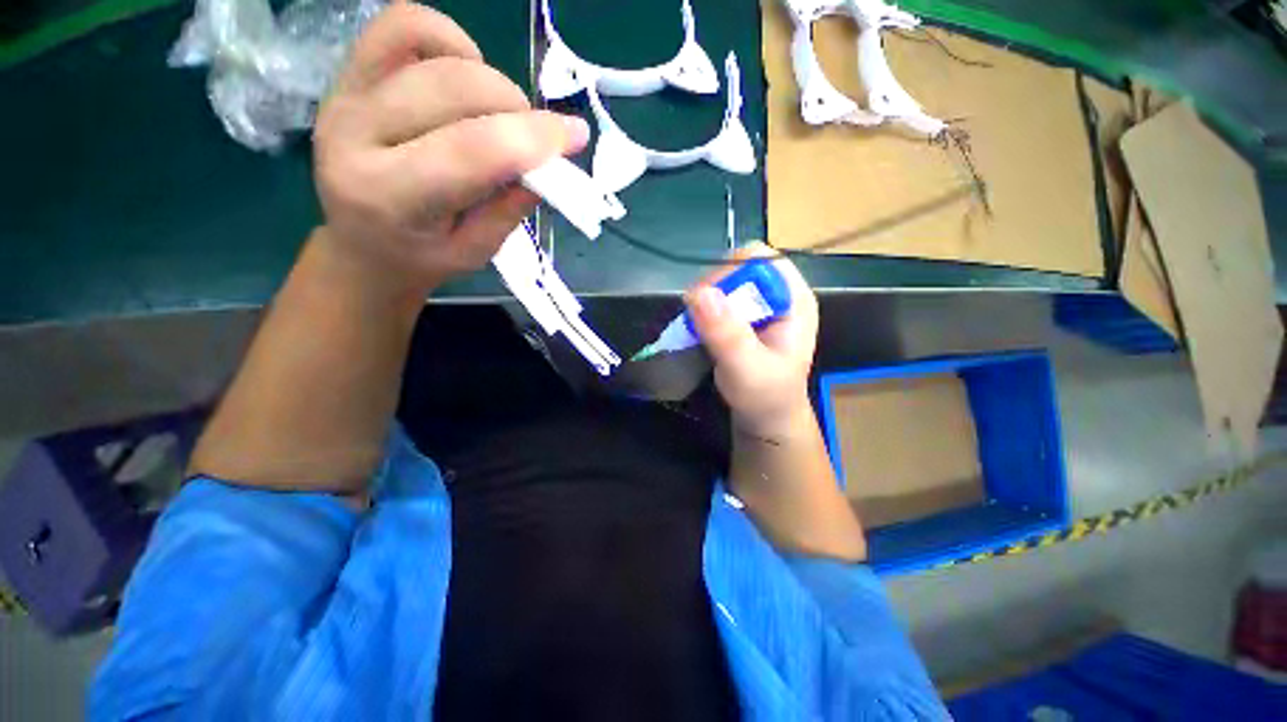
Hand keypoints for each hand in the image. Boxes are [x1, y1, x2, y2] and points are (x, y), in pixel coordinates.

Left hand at [311, 2, 588, 297]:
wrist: (358, 245)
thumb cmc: (421, 258)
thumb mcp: (474, 252)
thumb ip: (509, 208)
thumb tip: (550, 161)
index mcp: (390, 198)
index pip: (471, 151)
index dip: (532, 137)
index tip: (575, 136)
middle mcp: (356, 135)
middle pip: (454, 89)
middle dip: (515, 108)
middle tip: (532, 140)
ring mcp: (346, 95)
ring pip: (432, 50)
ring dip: (489, 78)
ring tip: (498, 115)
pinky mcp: (348, 73)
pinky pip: (401, 26)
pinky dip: (448, 40)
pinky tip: (466, 75)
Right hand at [686, 244, 819, 438]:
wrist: (766, 418)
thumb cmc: (766, 396)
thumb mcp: (748, 368)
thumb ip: (727, 334)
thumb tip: (699, 293)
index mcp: (794, 299)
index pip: (762, 260)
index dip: (731, 272)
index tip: (706, 298)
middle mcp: (778, 294)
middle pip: (740, 267)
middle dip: (714, 288)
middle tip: (697, 317)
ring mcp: (760, 305)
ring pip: (725, 282)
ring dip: (705, 300)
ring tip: (696, 327)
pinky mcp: (743, 316)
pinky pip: (718, 299)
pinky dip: (703, 310)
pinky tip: (699, 329)